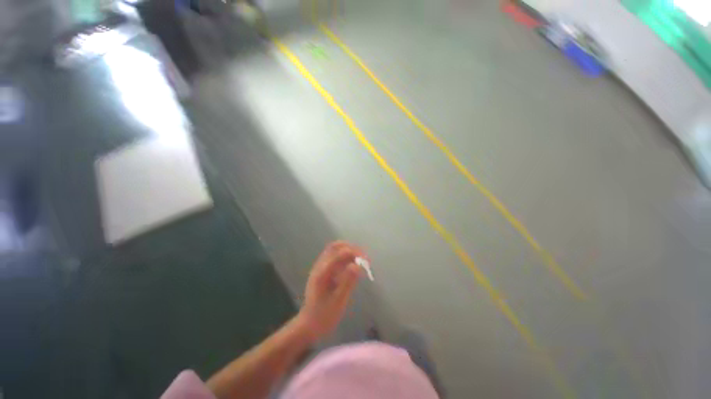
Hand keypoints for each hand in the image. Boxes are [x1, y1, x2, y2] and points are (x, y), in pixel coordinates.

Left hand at [297, 241, 366, 341]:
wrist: (309, 325)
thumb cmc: (324, 316)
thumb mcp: (338, 301)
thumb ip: (348, 282)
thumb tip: (357, 265)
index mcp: (322, 272)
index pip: (339, 254)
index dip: (354, 253)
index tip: (366, 261)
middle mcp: (320, 266)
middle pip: (335, 247)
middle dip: (352, 249)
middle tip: (364, 258)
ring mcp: (321, 268)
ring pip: (335, 251)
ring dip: (349, 252)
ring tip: (361, 260)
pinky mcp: (324, 271)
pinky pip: (335, 258)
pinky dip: (346, 258)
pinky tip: (353, 266)